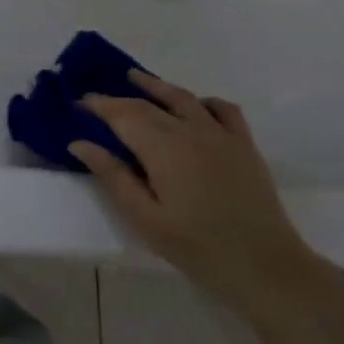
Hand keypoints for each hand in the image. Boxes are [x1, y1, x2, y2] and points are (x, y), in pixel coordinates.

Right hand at [71, 71, 312, 301]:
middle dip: (119, 99)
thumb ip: (113, 176)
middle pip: (148, 105)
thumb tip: (80, 143)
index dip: (99, 105)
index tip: (78, 102)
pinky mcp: (244, 144)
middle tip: (96, 98)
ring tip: (135, 78)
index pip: (123, 115)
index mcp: (162, 148)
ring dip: (156, 86)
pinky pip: (223, 109)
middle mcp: (190, 130)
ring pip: (183, 98)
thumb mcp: (145, 218)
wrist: (264, 266)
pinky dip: (203, 101)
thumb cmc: (197, 248)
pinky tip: (195, 106)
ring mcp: (220, 134)